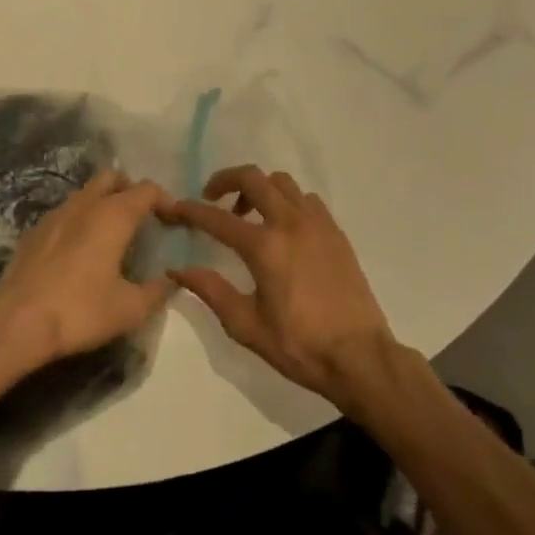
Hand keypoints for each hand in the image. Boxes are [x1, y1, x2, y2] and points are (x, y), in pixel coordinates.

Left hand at [0, 172, 172, 370]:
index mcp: (113, 215)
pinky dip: (79, 219)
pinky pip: (65, 212)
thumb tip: (171, 281)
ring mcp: (55, 214)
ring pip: (85, 192)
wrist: (16, 322)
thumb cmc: (80, 311)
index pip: (146, 189)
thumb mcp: (129, 309)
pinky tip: (79, 249)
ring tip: (111, 234)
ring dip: (102, 202)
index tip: (172, 220)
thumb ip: (156, 292)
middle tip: (141, 218)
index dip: (164, 200)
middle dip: (130, 190)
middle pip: (112, 177)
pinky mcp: (34, 231)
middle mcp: (84, 204)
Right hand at [164, 165, 396, 408]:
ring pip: (282, 182)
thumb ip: (211, 291)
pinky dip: (287, 201)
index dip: (191, 210)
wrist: (360, 357)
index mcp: (264, 247)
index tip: (174, 208)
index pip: (217, 218)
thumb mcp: (246, 326)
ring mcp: (317, 223)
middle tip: (212, 198)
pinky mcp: (335, 232)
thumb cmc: (299, 346)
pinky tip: (284, 227)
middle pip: (252, 177)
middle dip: (225, 180)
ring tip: (249, 214)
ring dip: (259, 188)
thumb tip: (179, 270)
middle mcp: (290, 223)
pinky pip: (306, 199)